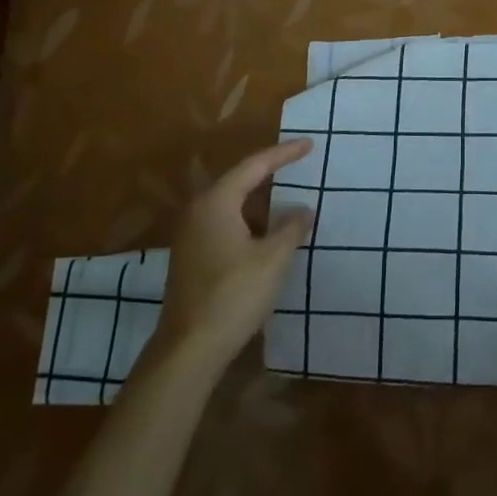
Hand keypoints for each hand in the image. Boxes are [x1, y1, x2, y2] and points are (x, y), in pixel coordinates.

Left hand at [142, 140, 313, 372]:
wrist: (187, 351)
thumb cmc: (233, 295)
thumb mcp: (273, 259)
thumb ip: (291, 228)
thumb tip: (303, 210)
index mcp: (216, 202)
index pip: (255, 165)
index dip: (284, 153)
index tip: (309, 144)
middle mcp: (198, 211)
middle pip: (239, 180)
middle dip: (269, 171)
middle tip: (297, 161)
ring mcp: (190, 236)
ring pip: (231, 204)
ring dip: (258, 200)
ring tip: (286, 195)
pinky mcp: (191, 258)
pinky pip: (225, 223)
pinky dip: (248, 220)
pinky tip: (265, 233)